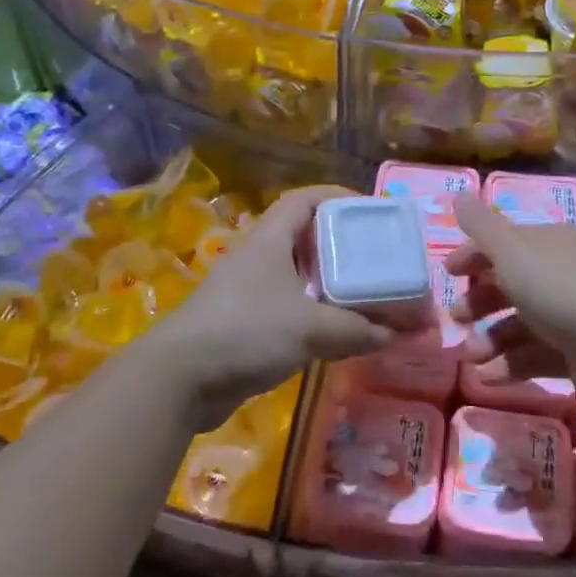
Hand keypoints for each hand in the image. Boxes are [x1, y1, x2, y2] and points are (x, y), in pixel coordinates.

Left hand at [149, 185, 393, 429]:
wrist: (177, 379)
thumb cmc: (246, 332)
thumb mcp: (311, 328)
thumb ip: (357, 329)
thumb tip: (398, 333)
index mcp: (270, 240)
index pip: (305, 200)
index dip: (337, 197)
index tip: (370, 210)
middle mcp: (257, 257)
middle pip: (303, 236)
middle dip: (339, 244)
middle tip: (374, 258)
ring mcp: (245, 291)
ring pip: (294, 274)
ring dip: (326, 282)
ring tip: (361, 294)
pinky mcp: (240, 323)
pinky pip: (285, 306)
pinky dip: (311, 312)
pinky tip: (332, 331)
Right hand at [444, 194, 575, 410]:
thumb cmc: (558, 290)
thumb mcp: (511, 252)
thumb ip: (481, 226)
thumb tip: (458, 194)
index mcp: (549, 243)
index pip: (505, 242)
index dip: (474, 254)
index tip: (447, 273)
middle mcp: (562, 273)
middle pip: (512, 284)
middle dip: (479, 301)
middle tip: (455, 318)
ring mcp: (572, 315)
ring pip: (521, 323)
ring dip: (490, 339)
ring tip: (470, 357)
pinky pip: (536, 355)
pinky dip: (511, 364)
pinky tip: (490, 377)